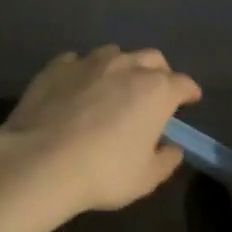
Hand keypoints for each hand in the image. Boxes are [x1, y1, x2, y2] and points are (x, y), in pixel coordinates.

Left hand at [0, 46, 202, 216]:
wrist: (41, 160)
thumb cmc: (103, 172)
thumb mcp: (145, 178)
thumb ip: (165, 160)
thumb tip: (172, 148)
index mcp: (155, 91)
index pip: (183, 83)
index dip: (189, 92)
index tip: (190, 100)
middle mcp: (126, 66)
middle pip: (152, 58)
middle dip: (159, 72)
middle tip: (155, 92)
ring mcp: (89, 61)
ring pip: (114, 53)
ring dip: (121, 67)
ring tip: (113, 86)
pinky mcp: (57, 65)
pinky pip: (77, 61)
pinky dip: (84, 71)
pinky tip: (77, 88)